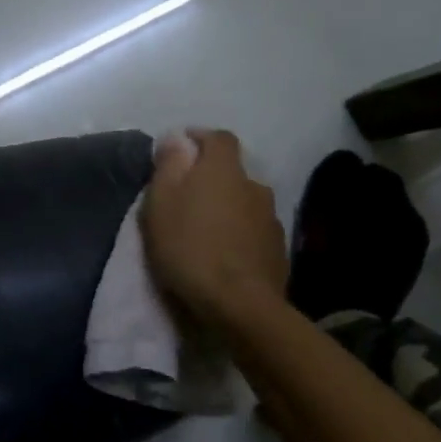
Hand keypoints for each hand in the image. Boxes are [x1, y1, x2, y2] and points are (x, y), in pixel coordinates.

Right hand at [141, 130, 287, 328]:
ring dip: (228, 207)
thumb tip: (176, 138)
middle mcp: (254, 186)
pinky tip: (226, 253)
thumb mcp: (161, 203)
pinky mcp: (279, 250)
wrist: (240, 304)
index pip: (219, 138)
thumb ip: (168, 166)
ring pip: (246, 202)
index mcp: (224, 170)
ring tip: (207, 229)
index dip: (201, 138)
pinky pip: (254, 231)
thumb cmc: (190, 247)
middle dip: (212, 178)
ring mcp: (271, 218)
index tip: (182, 147)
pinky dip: (240, 234)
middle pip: (233, 172)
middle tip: (188, 196)